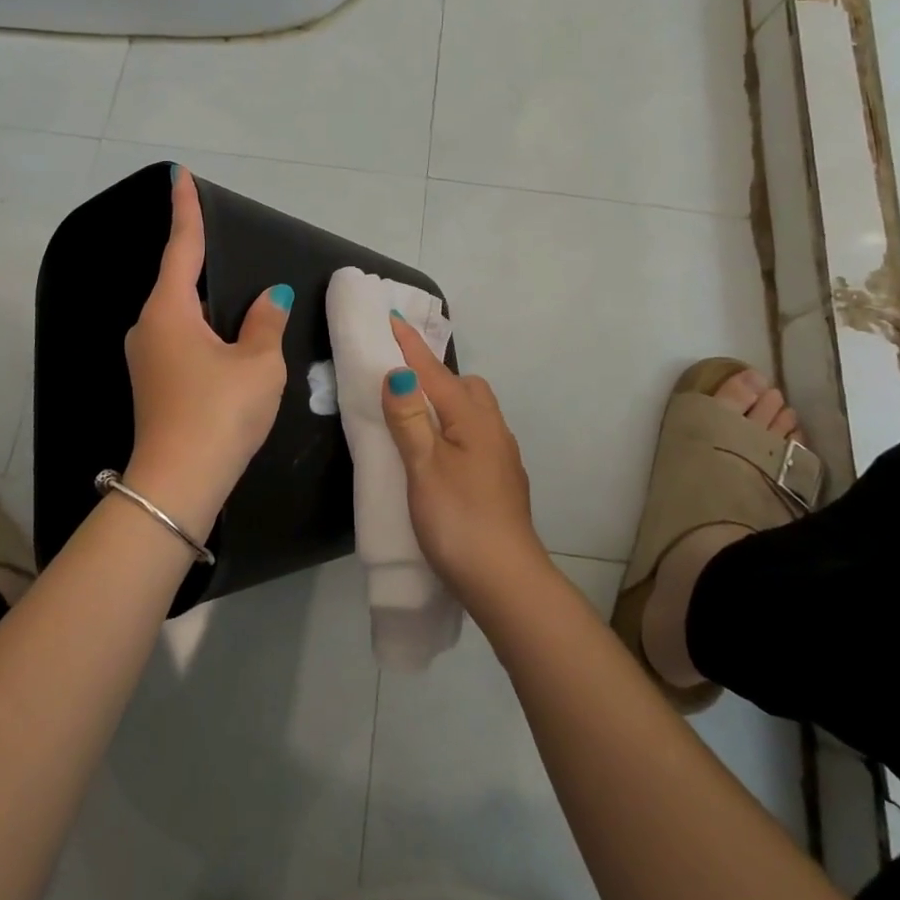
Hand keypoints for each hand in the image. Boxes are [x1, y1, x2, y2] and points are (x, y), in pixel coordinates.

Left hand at [123, 168, 290, 535]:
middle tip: (219, 235)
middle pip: (178, 280)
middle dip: (198, 258)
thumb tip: (271, 297)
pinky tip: (224, 340)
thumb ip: (265, 322)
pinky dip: (202, 329)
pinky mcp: (153, 382)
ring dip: (204, 301)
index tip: (179, 174)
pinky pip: (180, 338)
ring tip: (234, 294)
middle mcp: (149, 326)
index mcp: (170, 310)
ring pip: (179, 314)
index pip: (182, 246)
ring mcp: (146, 357)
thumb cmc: (220, 412)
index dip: (185, 209)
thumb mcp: (257, 363)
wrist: (178, 484)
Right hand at [381, 316, 548, 609]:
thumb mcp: (424, 467)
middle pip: (465, 386)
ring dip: (447, 404)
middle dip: (435, 375)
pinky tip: (441, 454)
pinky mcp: (502, 480)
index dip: (411, 347)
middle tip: (402, 383)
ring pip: (474, 412)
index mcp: (473, 419)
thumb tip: (397, 373)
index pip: (435, 372)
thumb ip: (409, 419)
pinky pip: (477, 435)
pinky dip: (455, 429)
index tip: (393, 317)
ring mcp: (502, 456)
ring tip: (417, 419)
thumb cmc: (459, 520)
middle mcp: (493, 429)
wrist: (506, 582)